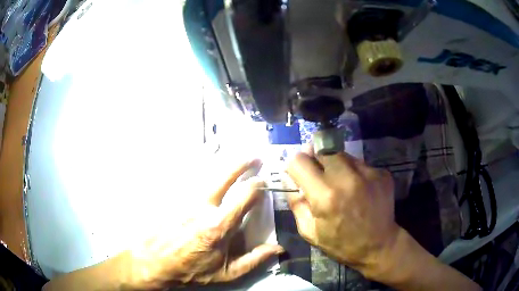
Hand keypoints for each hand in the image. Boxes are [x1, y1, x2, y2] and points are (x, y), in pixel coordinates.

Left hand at [124, 159, 282, 288]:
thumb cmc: (191, 270)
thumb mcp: (226, 273)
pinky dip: (207, 174)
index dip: (258, 186)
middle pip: (226, 175)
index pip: (245, 196)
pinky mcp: (175, 198)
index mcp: (219, 225)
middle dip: (243, 163)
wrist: (155, 262)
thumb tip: (278, 249)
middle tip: (255, 157)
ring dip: (226, 166)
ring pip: (208, 174)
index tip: (264, 182)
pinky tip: (212, 174)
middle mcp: (203, 207)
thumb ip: (254, 260)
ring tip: (237, 161)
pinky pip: (194, 181)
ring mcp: (186, 199)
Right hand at [285, 149, 398, 274]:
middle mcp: (347, 178)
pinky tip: (358, 188)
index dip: (295, 166)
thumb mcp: (309, 231)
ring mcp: (368, 173)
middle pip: (322, 150)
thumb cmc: (341, 244)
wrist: (379, 246)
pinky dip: (354, 172)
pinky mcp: (382, 173)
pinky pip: (360, 164)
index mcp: (325, 196)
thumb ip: (296, 203)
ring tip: (341, 183)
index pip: (299, 161)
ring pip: (342, 155)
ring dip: (336, 165)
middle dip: (316, 161)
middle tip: (320, 176)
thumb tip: (289, 179)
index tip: (299, 174)